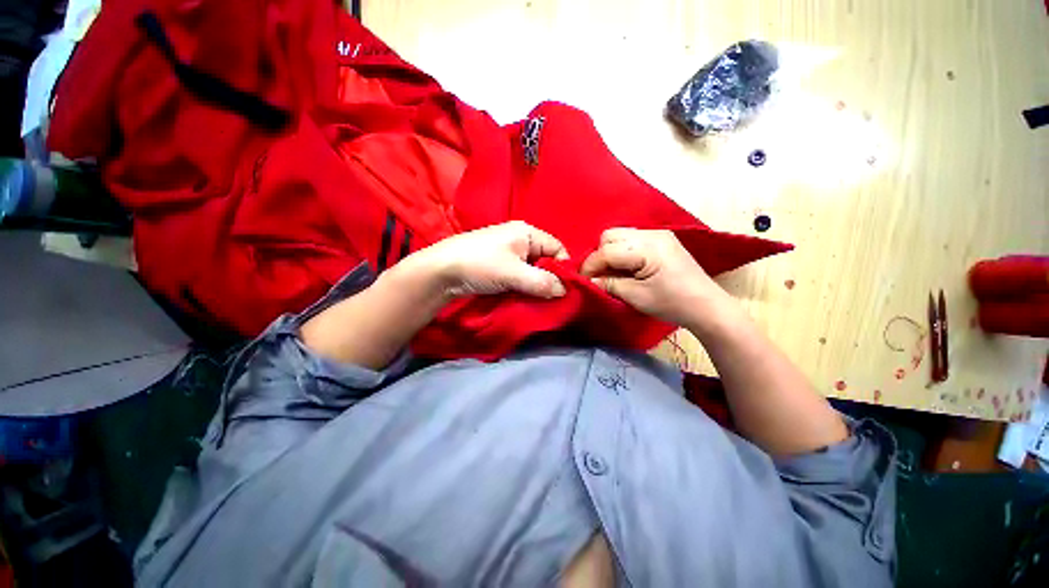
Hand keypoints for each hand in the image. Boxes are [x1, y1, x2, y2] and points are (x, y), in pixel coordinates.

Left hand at [401, 221, 569, 299]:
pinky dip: (525, 287)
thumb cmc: (480, 265)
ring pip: (534, 270)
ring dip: (537, 285)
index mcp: (527, 232)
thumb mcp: (514, 273)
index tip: (566, 289)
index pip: (557, 248)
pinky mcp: (500, 267)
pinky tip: (525, 298)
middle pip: (546, 260)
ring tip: (538, 300)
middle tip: (552, 298)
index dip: (564, 267)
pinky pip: (521, 276)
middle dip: (551, 279)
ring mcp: (509, 254)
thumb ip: (543, 282)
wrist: (440, 272)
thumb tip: (565, 291)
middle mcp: (520, 240)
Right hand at [580, 228, 727, 326]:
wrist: (706, 306)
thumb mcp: (636, 296)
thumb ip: (608, 284)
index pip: (606, 250)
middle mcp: (652, 234)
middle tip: (598, 276)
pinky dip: (621, 252)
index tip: (582, 280)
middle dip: (599, 255)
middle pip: (610, 236)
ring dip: (609, 252)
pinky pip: (631, 239)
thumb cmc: (672, 303)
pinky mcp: (661, 239)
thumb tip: (588, 280)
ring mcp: (658, 234)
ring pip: (619, 235)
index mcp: (647, 247)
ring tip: (611, 273)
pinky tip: (625, 267)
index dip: (590, 266)